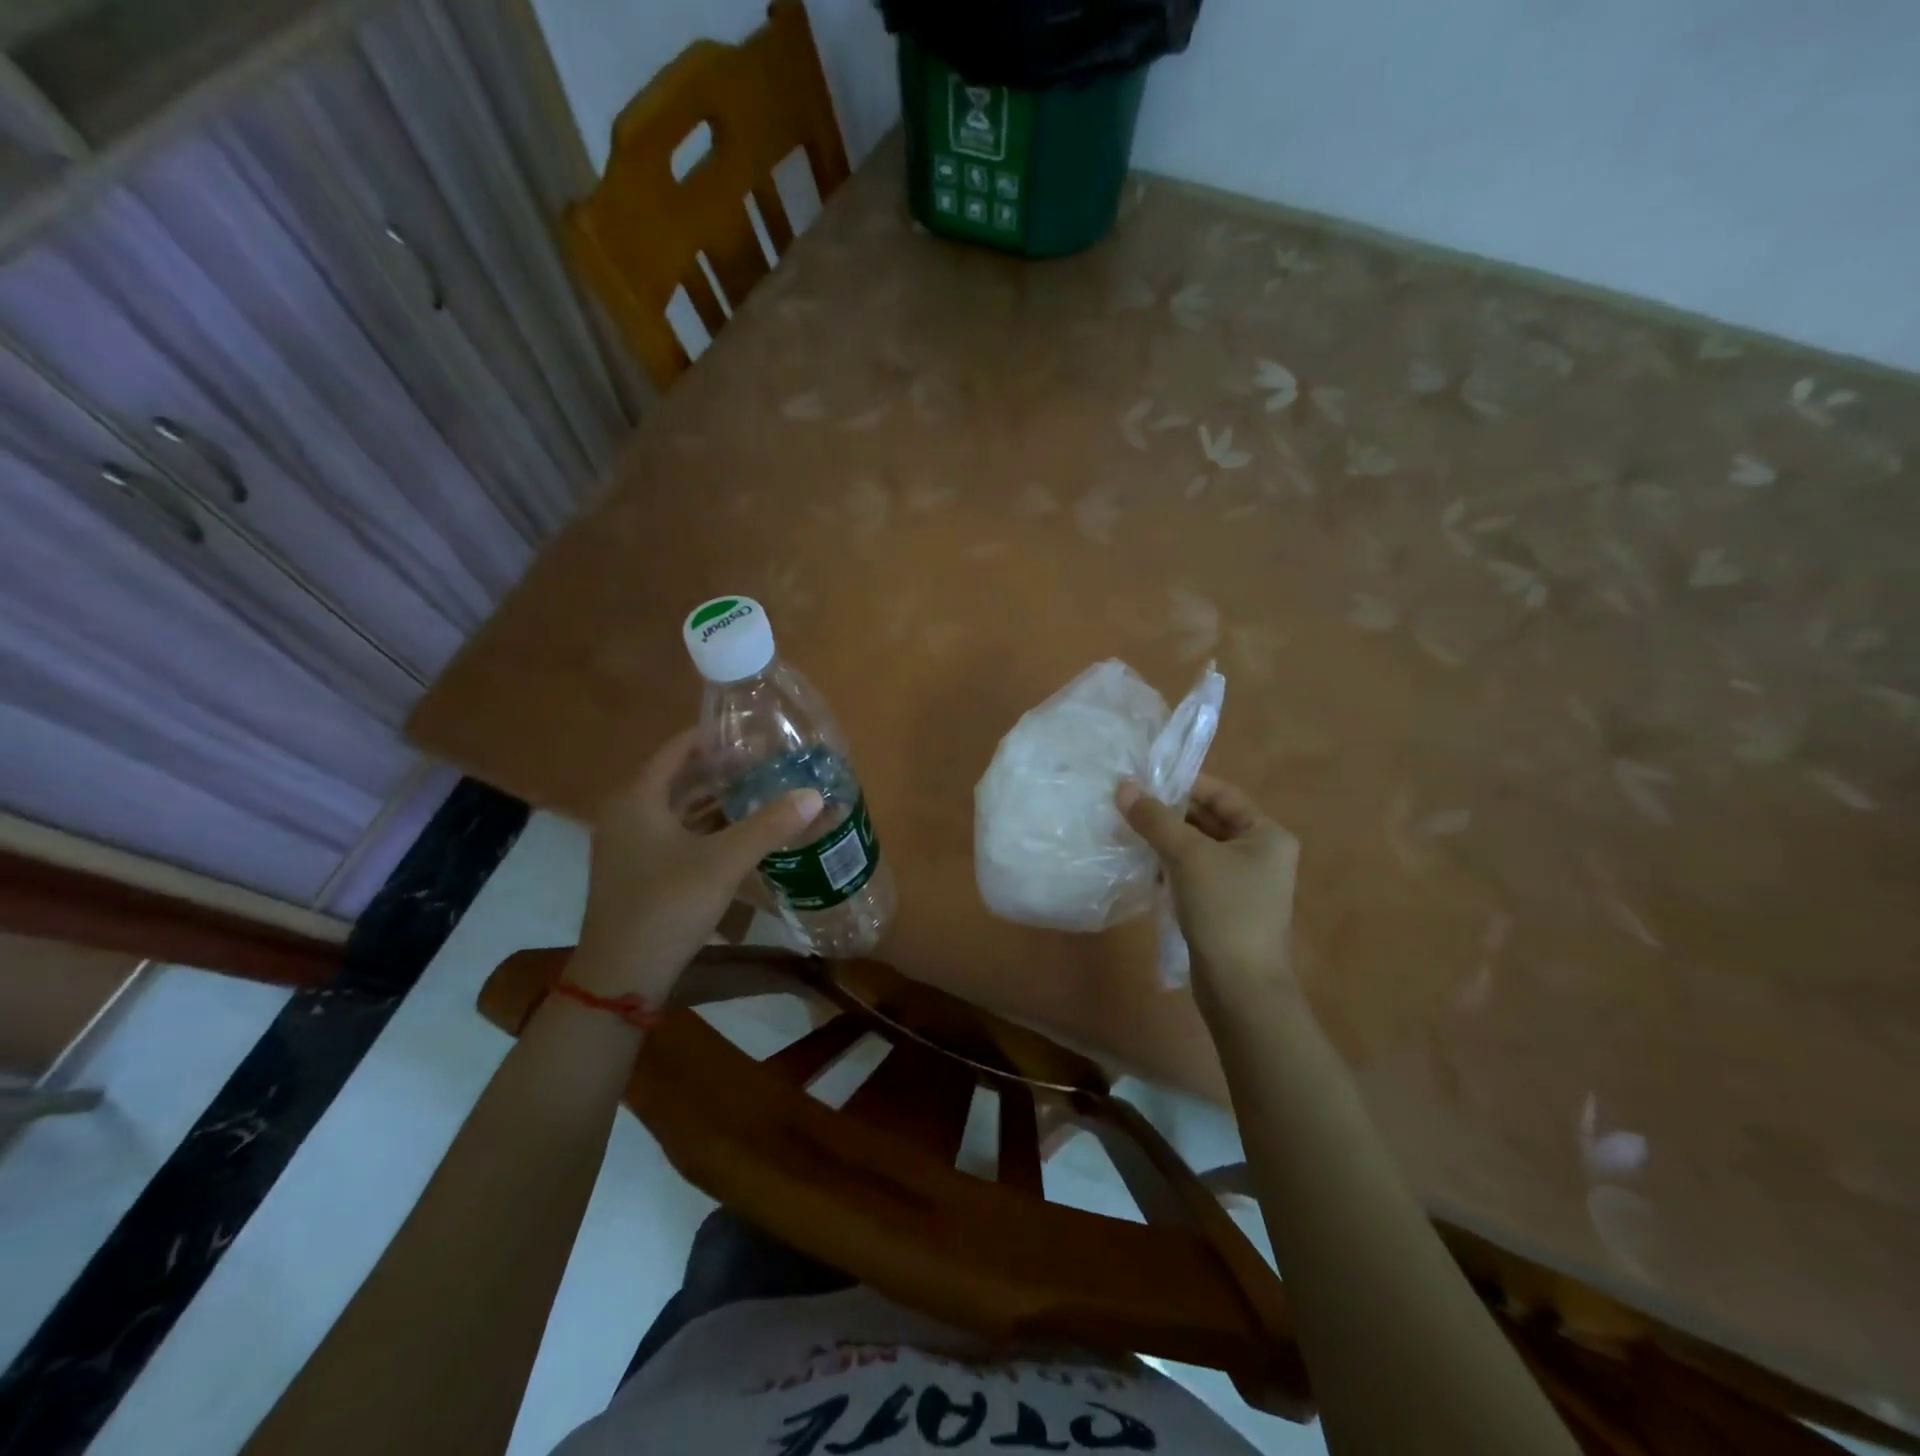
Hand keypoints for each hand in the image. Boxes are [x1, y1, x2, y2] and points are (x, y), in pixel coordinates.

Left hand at [571, 729, 822, 999]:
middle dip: (723, 769)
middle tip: (768, 764)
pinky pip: (677, 833)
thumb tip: (814, 795)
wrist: (620, 977)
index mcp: (638, 798)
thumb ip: (769, 826)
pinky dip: (707, 826)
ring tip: (761, 791)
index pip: (678, 749)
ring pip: (679, 807)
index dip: (716, 738)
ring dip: (717, 799)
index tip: (756, 735)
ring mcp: (630, 844)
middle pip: (680, 777)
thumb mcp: (723, 862)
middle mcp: (628, 813)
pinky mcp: (639, 870)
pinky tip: (741, 832)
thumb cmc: (666, 907)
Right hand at [1117, 774, 1300, 1001]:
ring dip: (1165, 839)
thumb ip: (1155, 820)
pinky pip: (1194, 873)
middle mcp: (1260, 854)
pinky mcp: (1224, 907)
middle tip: (1128, 804)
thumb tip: (1123, 787)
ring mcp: (1242, 883)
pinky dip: (1169, 866)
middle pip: (1209, 820)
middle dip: (1169, 813)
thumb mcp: (1188, 856)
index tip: (1145, 780)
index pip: (1222, 794)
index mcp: (1266, 835)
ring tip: (1127, 830)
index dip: (1184, 784)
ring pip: (1198, 848)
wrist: (1240, 986)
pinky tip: (1141, 864)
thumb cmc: (1225, 909)